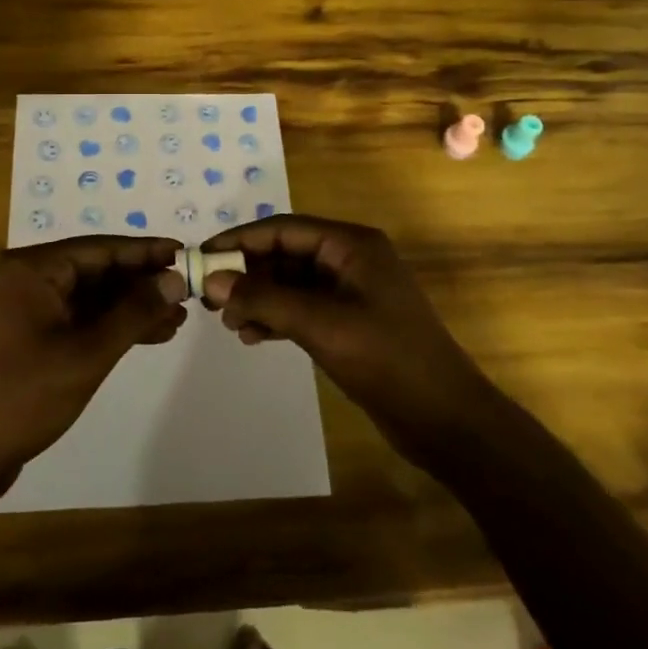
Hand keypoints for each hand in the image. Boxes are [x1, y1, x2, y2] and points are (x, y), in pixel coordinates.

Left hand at [0, 236, 186, 484]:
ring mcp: (30, 308)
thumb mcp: (89, 352)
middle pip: (98, 270)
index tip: (185, 254)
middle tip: (188, 292)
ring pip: (93, 296)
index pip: (101, 248)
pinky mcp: (33, 335)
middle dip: (142, 283)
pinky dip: (113, 326)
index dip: (146, 251)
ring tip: (178, 319)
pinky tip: (151, 335)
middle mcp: (30, 279)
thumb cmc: (26, 395)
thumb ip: (135, 311)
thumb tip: (175, 278)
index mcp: (34, 269)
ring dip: (132, 307)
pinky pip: (81, 318)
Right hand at [200, 215, 495, 462]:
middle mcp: (350, 260)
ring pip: (290, 283)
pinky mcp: (348, 322)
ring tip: (229, 324)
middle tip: (209, 298)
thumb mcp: (321, 324)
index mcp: (352, 245)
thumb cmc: (387, 359)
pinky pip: (301, 308)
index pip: (283, 229)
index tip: (201, 256)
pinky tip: (252, 336)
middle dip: (247, 274)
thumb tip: (213, 280)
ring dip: (258, 299)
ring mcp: (350, 292)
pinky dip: (275, 318)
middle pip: (285, 254)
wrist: (446, 419)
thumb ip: (265, 299)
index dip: (240, 240)